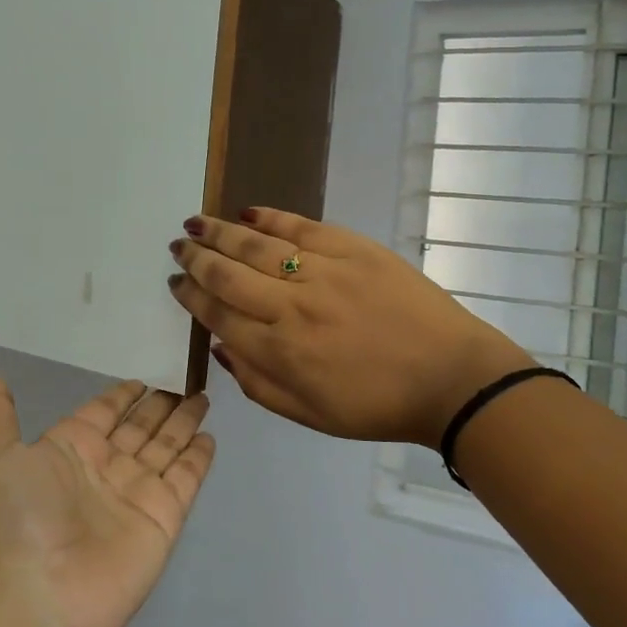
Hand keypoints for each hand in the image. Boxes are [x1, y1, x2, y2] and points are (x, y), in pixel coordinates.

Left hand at [0, 371, 213, 626]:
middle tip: (184, 382)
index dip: (120, 397)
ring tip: (202, 397)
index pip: (101, 414)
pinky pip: (186, 477)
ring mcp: (136, 493)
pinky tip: (210, 436)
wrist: (41, 596)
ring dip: (183, 423)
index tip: (141, 380)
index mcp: (67, 450)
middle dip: (159, 406)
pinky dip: (199, 457)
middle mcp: (104, 468)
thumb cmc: (17, 518)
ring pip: (166, 447)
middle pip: (139, 428)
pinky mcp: (164, 517)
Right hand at [168, 210, 532, 447]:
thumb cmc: (377, 405)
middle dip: (196, 258)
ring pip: (256, 245)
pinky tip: (247, 212)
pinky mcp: (353, 248)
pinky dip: (270, 217)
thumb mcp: (309, 414)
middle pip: (228, 274)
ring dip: (220, 232)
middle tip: (178, 246)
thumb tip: (221, 345)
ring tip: (196, 222)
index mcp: (279, 351)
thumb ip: (257, 383)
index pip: (218, 314)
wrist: (450, 377)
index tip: (175, 282)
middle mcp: (291, 306)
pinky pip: (300, 226)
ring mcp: (322, 272)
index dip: (191, 296)